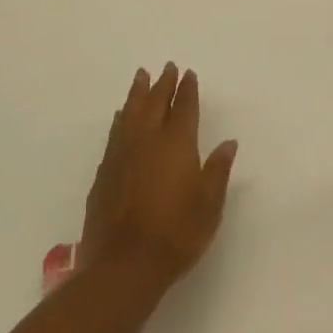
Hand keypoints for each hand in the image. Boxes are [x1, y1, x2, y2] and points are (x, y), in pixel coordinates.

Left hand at [80, 64, 238, 290]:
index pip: (184, 108)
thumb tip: (228, 143)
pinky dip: (120, 119)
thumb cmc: (176, 234)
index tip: (188, 74)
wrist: (124, 265)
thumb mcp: (209, 205)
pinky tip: (121, 116)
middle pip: (155, 103)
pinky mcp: (104, 173)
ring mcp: (122, 156)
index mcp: (177, 145)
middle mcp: (147, 142)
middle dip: (162, 84)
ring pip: (130, 113)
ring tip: (141, 76)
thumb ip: (217, 170)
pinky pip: (115, 133)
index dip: (187, 90)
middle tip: (167, 67)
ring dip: (137, 93)